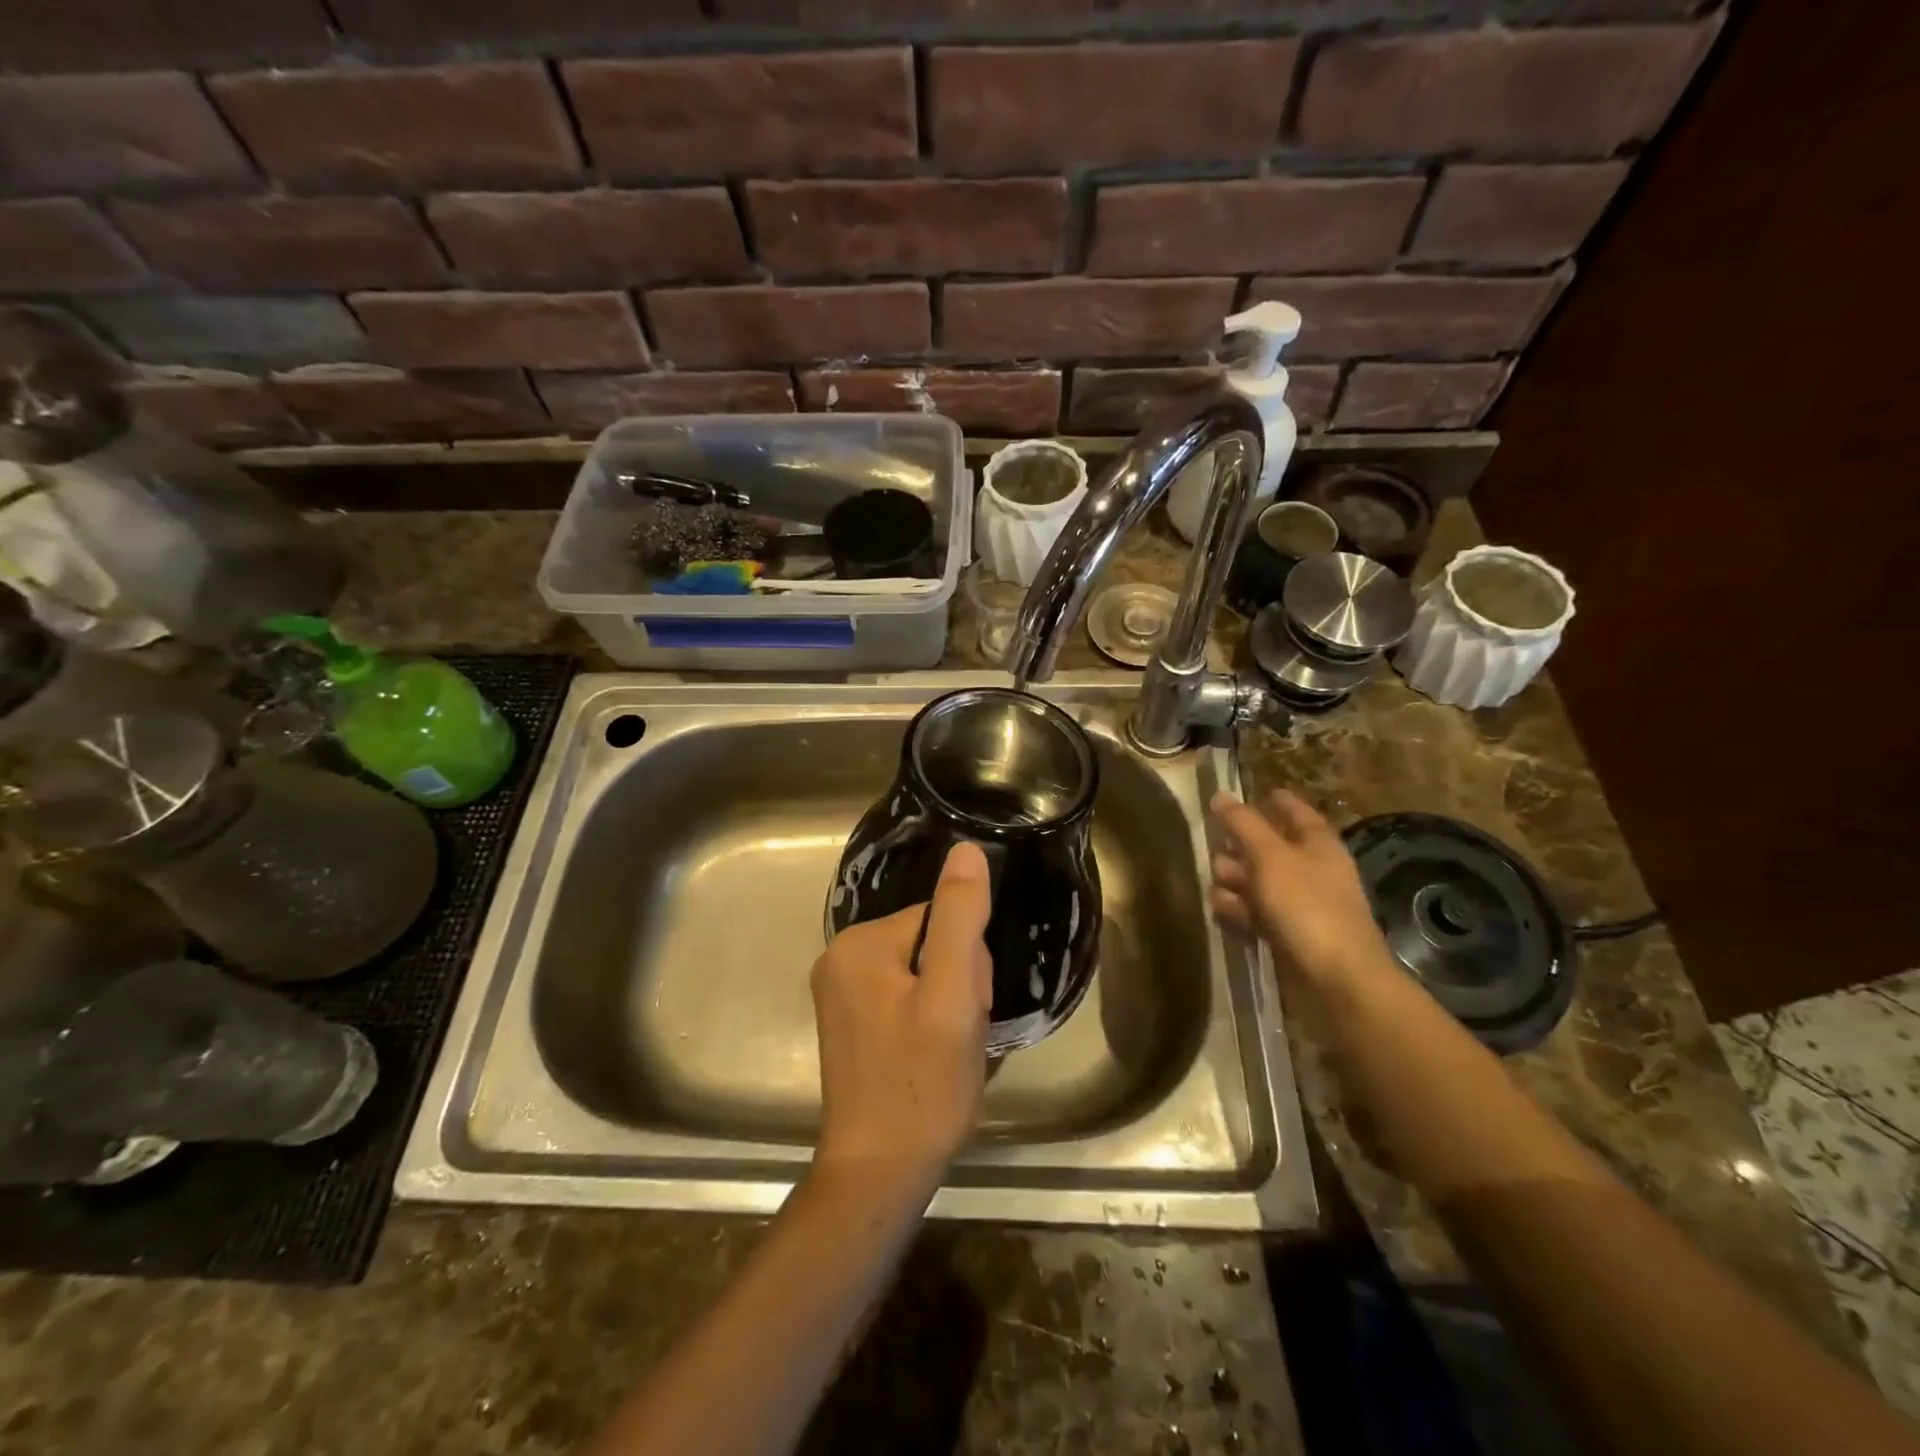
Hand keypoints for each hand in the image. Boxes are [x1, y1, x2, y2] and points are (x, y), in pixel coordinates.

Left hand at [810, 842, 993, 1205]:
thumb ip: (960, 920)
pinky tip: (930, 1055)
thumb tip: (967, 851)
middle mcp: (840, 958)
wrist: (879, 1174)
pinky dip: (929, 1020)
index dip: (967, 963)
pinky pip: (906, 996)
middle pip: (931, 944)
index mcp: (859, 944)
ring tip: (944, 1051)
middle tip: (955, 1036)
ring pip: (924, 972)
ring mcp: (841, 992)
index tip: (965, 1010)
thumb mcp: (952, 998)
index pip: (940, 920)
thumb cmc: (922, 1086)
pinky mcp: (850, 1022)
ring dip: (948, 1004)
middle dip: (957, 984)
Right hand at [1210, 790, 1393, 988]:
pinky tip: (1220, 911)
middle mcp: (1312, 870)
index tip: (1249, 795)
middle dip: (1240, 846)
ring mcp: (1301, 905)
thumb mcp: (1270, 856)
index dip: (1275, 802)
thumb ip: (1243, 824)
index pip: (1296, 812)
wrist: (1336, 978)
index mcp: (1318, 844)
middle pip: (1271, 848)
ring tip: (1214, 884)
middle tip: (1213, 843)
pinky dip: (1239, 910)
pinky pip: (1257, 914)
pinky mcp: (1289, 935)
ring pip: (1260, 883)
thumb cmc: (1306, 905)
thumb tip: (1220, 795)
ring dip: (1235, 881)